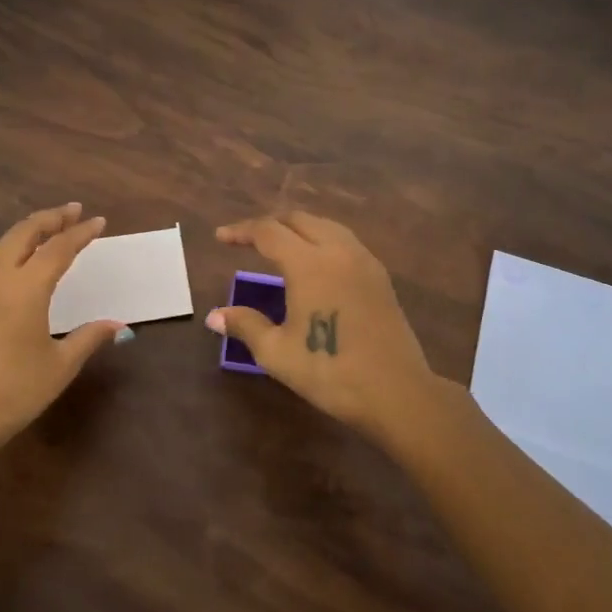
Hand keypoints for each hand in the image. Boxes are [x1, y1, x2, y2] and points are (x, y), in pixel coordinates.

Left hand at [0, 203, 126, 461]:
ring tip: (45, 230)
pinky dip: (5, 252)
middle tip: (72, 211)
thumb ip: (88, 338)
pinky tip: (11, 263)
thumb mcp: (59, 367)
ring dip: (25, 232)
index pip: (58, 248)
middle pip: (24, 233)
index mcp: (26, 288)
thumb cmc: (13, 393)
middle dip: (50, 218)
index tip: (98, 221)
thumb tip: (117, 325)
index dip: (80, 233)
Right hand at [208, 211, 440, 439]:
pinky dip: (322, 239)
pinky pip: (345, 242)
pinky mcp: (380, 277)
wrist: (396, 392)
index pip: (269, 232)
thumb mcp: (277, 352)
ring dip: (298, 227)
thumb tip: (214, 316)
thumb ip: (246, 326)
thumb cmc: (330, 371)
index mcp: (309, 264)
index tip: (221, 237)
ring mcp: (364, 261)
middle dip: (270, 223)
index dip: (242, 231)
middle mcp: (338, 251)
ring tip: (280, 244)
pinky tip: (316, 262)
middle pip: (300, 219)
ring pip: (326, 226)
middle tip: (247, 238)